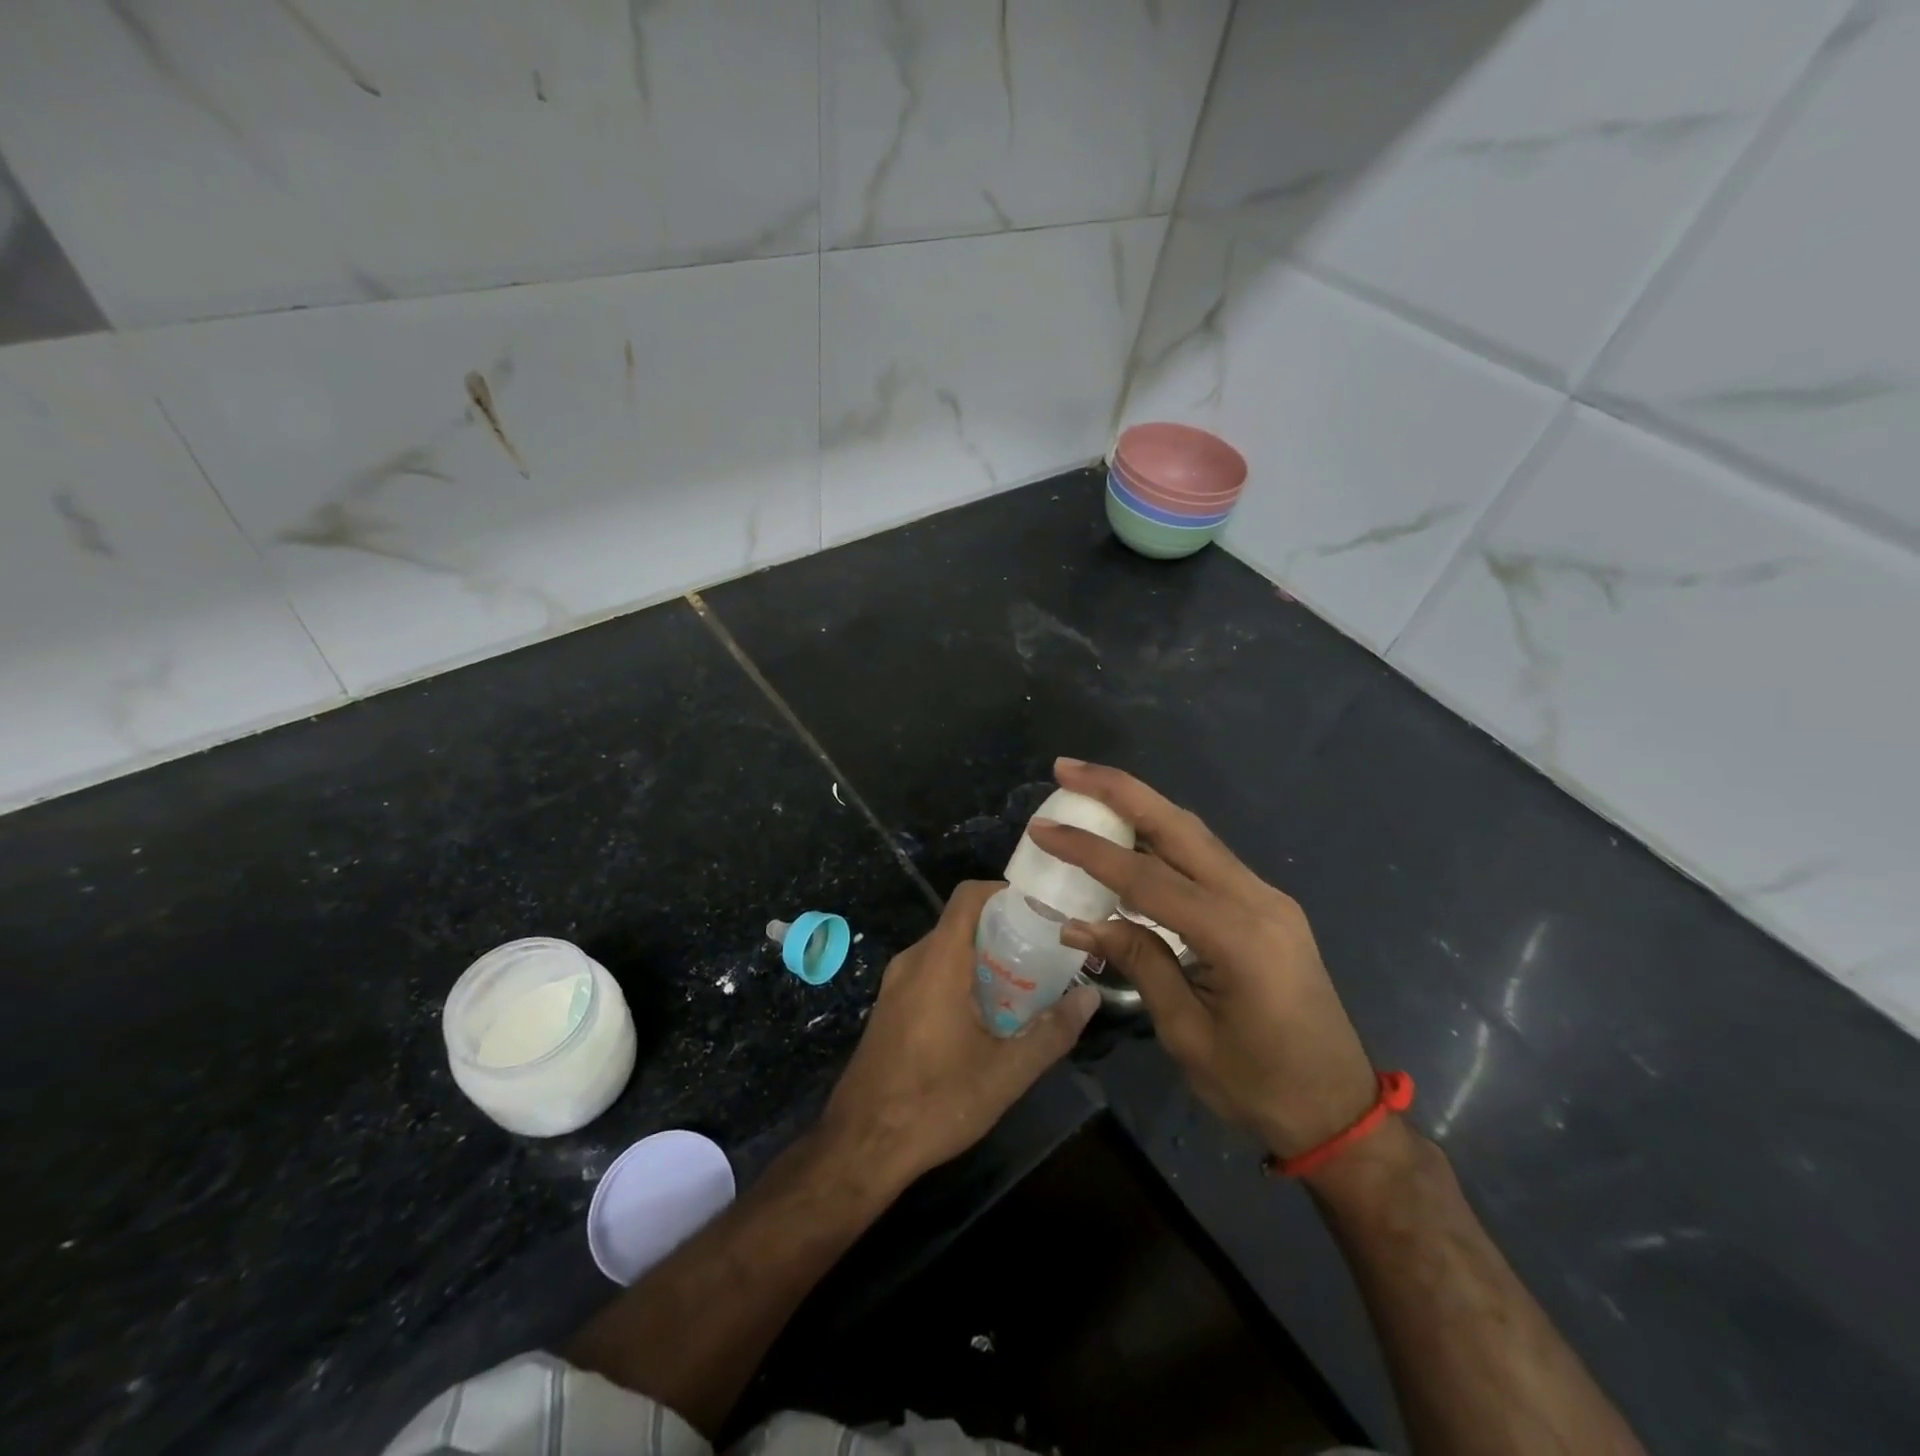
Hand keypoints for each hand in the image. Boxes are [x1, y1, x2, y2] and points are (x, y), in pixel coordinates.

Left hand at [818, 880, 1098, 1192]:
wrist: (861, 1145)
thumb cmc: (935, 1102)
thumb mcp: (1006, 1072)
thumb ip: (1052, 1031)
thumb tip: (1090, 998)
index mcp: (938, 961)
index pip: (969, 896)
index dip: (1005, 892)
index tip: (1042, 910)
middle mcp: (913, 960)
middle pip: (962, 922)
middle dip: (1005, 930)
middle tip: (1045, 952)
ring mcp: (896, 984)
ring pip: (947, 949)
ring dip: (984, 957)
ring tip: (1026, 982)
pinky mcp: (891, 1006)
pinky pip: (931, 971)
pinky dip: (962, 975)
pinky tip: (988, 1013)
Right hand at [1032, 760, 1376, 1161]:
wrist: (1341, 1111)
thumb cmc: (1259, 1087)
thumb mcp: (1187, 1033)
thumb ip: (1140, 962)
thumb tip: (1081, 920)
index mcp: (1238, 935)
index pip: (1147, 877)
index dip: (1089, 851)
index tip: (1042, 829)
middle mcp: (1258, 899)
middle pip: (1178, 827)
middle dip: (1120, 790)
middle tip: (1067, 768)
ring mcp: (1267, 898)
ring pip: (1195, 835)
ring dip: (1141, 807)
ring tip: (1089, 789)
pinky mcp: (1267, 906)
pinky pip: (1207, 859)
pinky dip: (1163, 840)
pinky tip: (1131, 838)